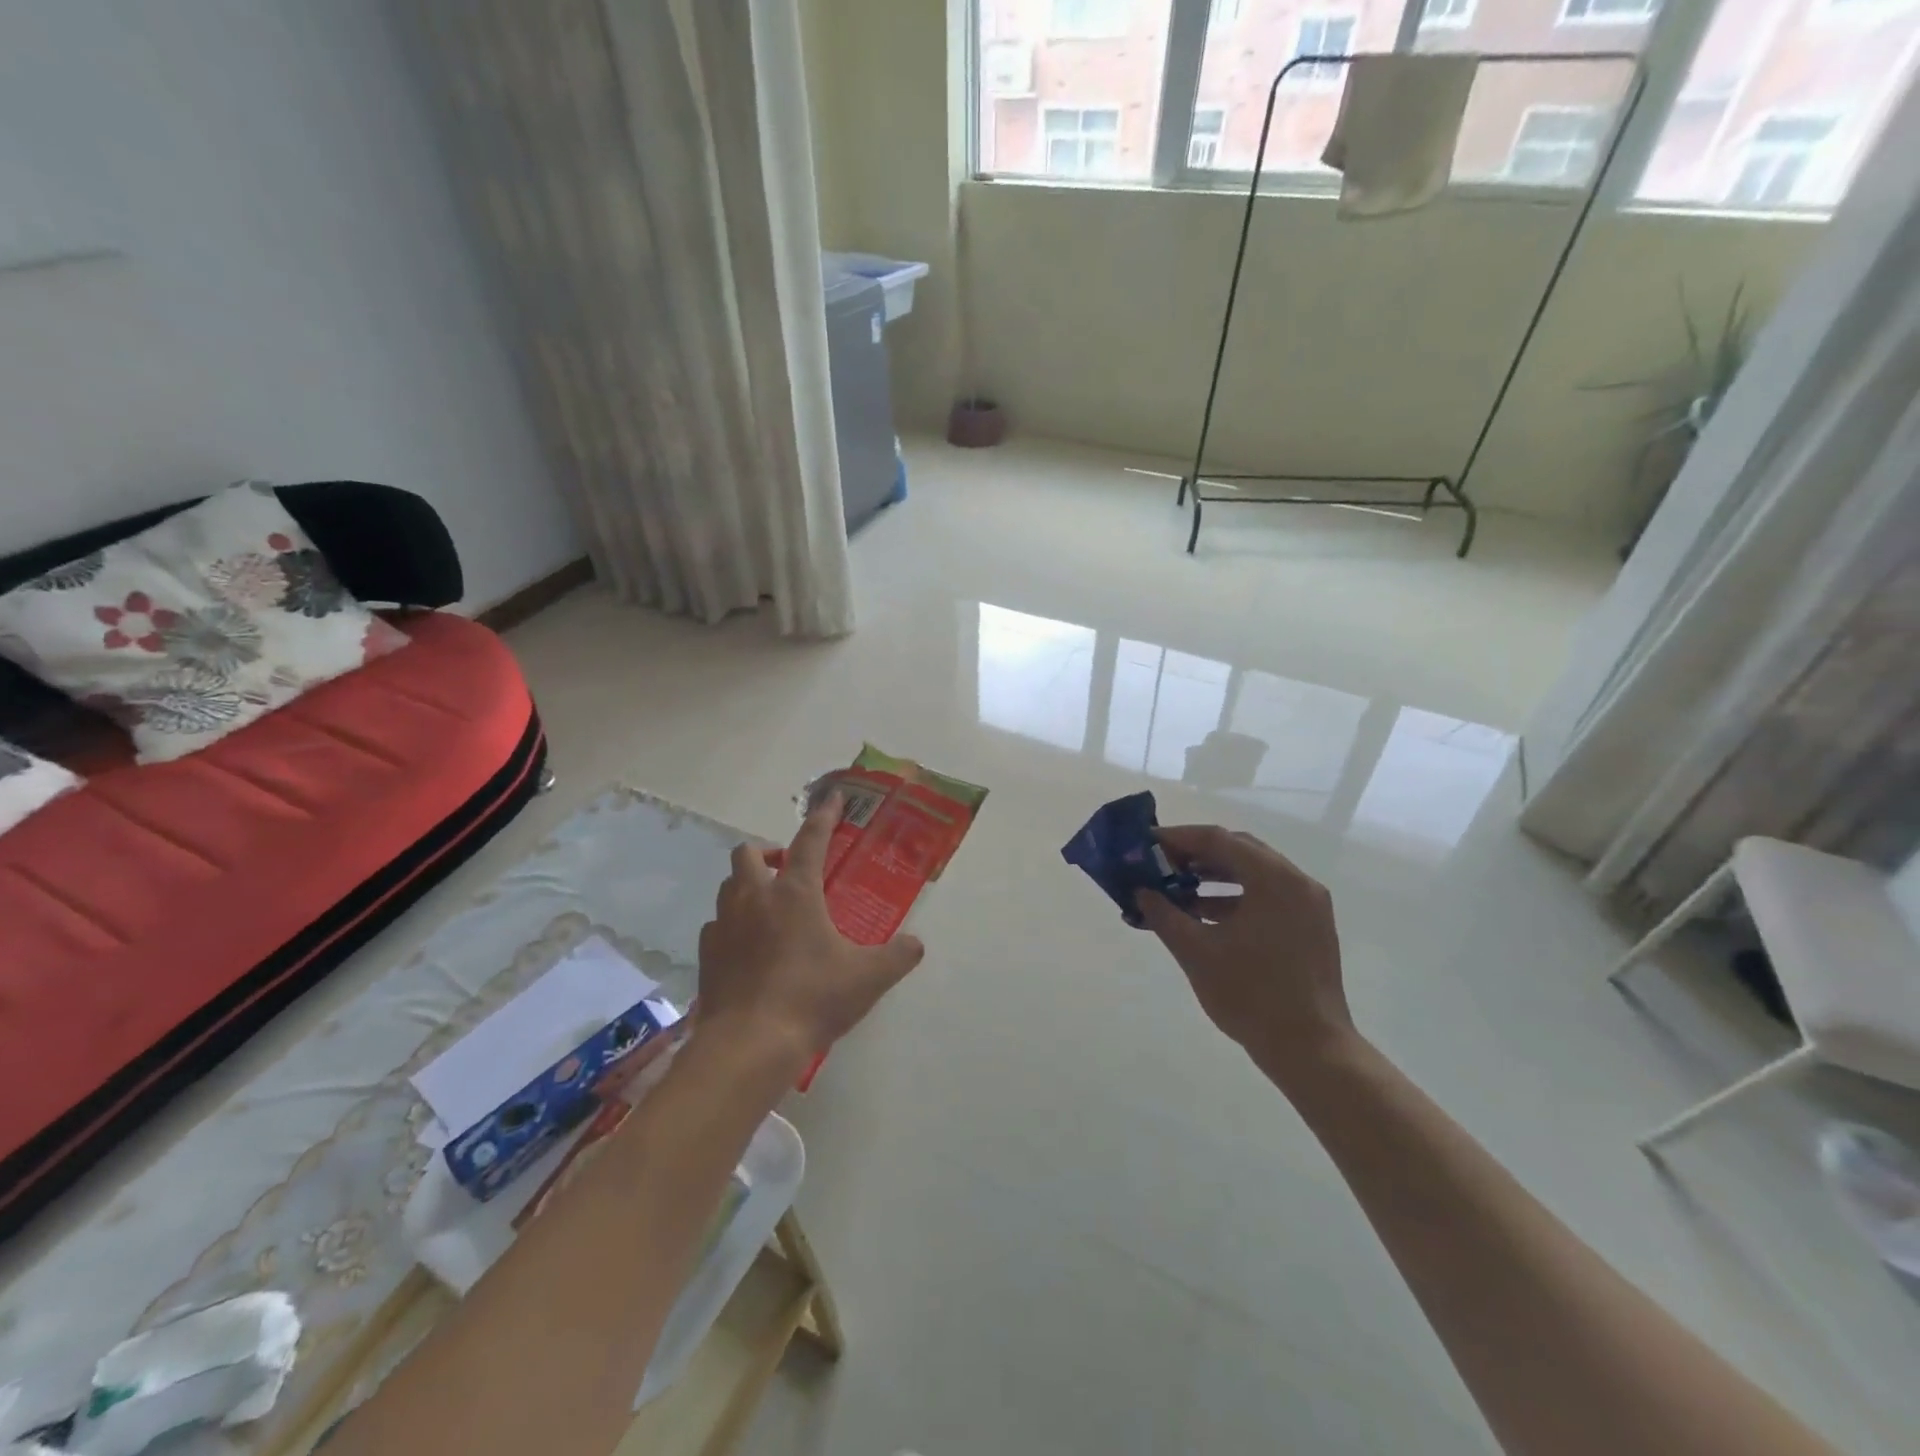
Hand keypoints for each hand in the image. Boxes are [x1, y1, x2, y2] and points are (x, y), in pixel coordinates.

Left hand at [696, 794, 925, 1068]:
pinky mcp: (707, 955)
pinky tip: (747, 945)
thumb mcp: (867, 978)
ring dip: (747, 884)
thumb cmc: (811, 999)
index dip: (824, 816)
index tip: (833, 797)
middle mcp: (755, 899)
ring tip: (768, 905)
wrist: (749, 1045)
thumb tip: (916, 944)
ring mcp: (724, 926)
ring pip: (728, 885)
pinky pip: (716, 924)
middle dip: (768, 851)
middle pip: (748, 853)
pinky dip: (731, 923)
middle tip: (788, 868)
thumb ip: (897, 956)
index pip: (810, 840)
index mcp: (795, 893)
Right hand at [1136, 825, 1354, 1077]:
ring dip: (1213, 876)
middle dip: (1195, 854)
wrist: (1311, 1050)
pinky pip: (1266, 895)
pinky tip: (1203, 915)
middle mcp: (1296, 882)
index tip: (1146, 844)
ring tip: (1176, 889)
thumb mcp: (1197, 953)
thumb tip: (1141, 892)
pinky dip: (1233, 897)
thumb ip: (1164, 914)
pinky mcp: (1309, 926)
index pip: (1218, 840)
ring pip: (1253, 873)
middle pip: (1238, 850)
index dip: (1178, 838)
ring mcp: (1308, 904)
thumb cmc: (1251, 996)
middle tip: (1160, 864)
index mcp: (1273, 880)